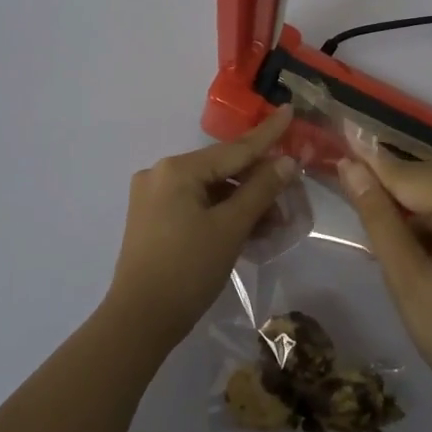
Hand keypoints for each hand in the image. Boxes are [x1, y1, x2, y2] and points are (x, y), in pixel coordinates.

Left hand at [104, 107, 298, 349]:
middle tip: (292, 193)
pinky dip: (222, 215)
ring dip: (242, 204)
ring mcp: (153, 198)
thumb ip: (261, 190)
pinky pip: (196, 207)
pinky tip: (249, 230)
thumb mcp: (230, 228)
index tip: (289, 110)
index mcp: (177, 169)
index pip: (234, 149)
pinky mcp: (153, 220)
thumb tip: (287, 161)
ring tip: (275, 222)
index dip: (267, 134)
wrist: (139, 321)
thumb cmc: (188, 269)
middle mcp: (161, 174)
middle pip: (222, 170)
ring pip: (210, 191)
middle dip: (258, 183)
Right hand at [338, 142, 431, 423]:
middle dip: (394, 189)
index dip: (373, 163)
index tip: (341, 142)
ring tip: (379, 222)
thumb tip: (351, 169)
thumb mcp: (410, 281)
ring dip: (417, 210)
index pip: (415, 177)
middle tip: (350, 183)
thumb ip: (380, 220)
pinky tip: (419, 244)